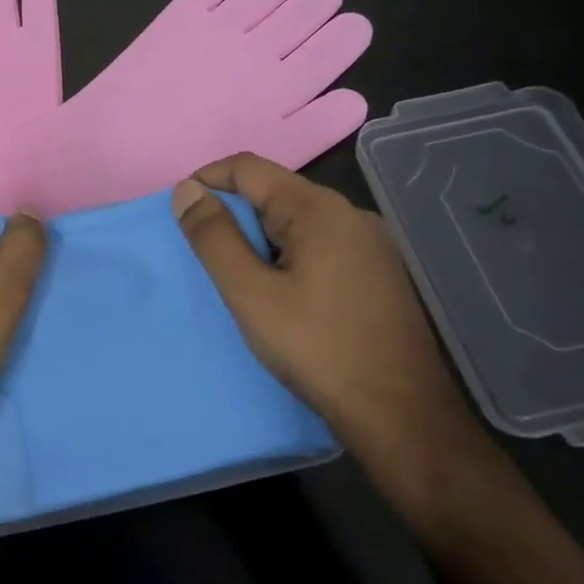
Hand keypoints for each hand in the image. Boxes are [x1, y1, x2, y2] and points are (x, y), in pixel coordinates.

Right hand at [171, 154, 477, 465]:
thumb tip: (186, 189)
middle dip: (234, 214)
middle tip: (207, 255)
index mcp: (318, 209)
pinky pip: (321, 244)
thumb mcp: (250, 293)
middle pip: (275, 191)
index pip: (248, 167)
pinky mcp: (380, 272)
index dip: (207, 180)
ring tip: (240, 278)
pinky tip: (284, 294)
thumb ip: (214, 237)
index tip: (181, 213)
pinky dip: (289, 255)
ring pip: (298, 220)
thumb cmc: (318, 349)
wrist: (403, 416)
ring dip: (261, 238)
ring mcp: (372, 244)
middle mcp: (350, 214)